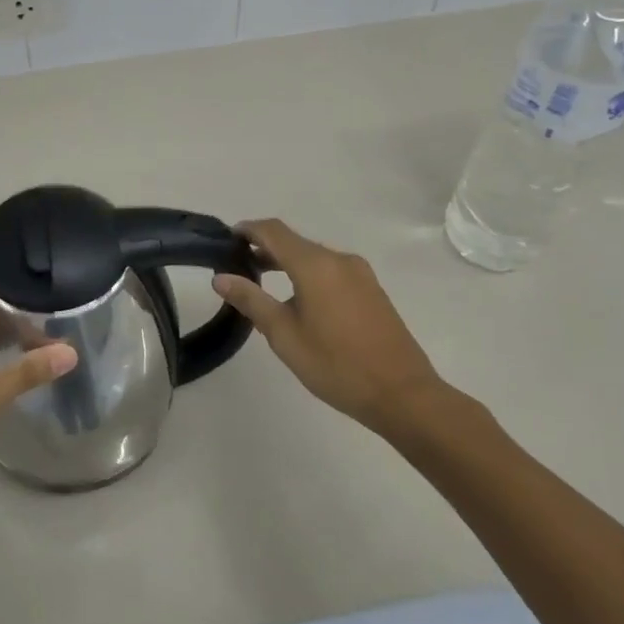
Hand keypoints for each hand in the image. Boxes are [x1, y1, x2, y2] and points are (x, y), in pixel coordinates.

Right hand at [213, 219, 447, 434]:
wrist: (403, 394)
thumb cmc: (336, 365)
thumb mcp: (284, 335)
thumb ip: (251, 300)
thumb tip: (220, 277)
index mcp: (315, 264)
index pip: (273, 231)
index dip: (247, 229)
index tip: (226, 238)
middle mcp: (339, 259)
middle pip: (294, 241)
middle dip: (264, 247)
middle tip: (237, 265)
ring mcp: (360, 274)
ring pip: (314, 256)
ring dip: (286, 262)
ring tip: (262, 282)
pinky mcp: (372, 290)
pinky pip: (331, 270)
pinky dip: (308, 274)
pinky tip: (299, 300)